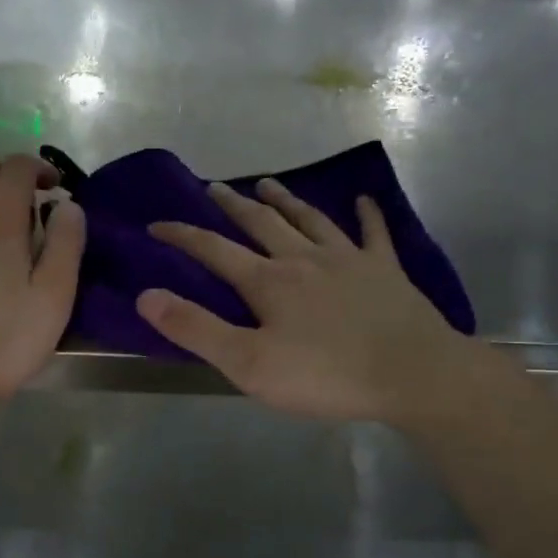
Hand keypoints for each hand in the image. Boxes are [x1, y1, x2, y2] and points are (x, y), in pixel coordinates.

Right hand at [136, 179, 478, 425]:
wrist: (411, 373)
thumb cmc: (326, 375)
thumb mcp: (248, 364)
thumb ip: (197, 330)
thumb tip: (146, 296)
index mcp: (268, 282)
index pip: (214, 250)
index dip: (182, 236)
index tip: (156, 224)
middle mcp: (304, 258)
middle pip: (261, 223)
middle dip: (232, 205)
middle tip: (212, 187)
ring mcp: (349, 259)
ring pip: (309, 219)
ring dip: (285, 199)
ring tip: (267, 182)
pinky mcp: (385, 270)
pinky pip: (373, 233)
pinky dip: (366, 214)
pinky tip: (363, 200)